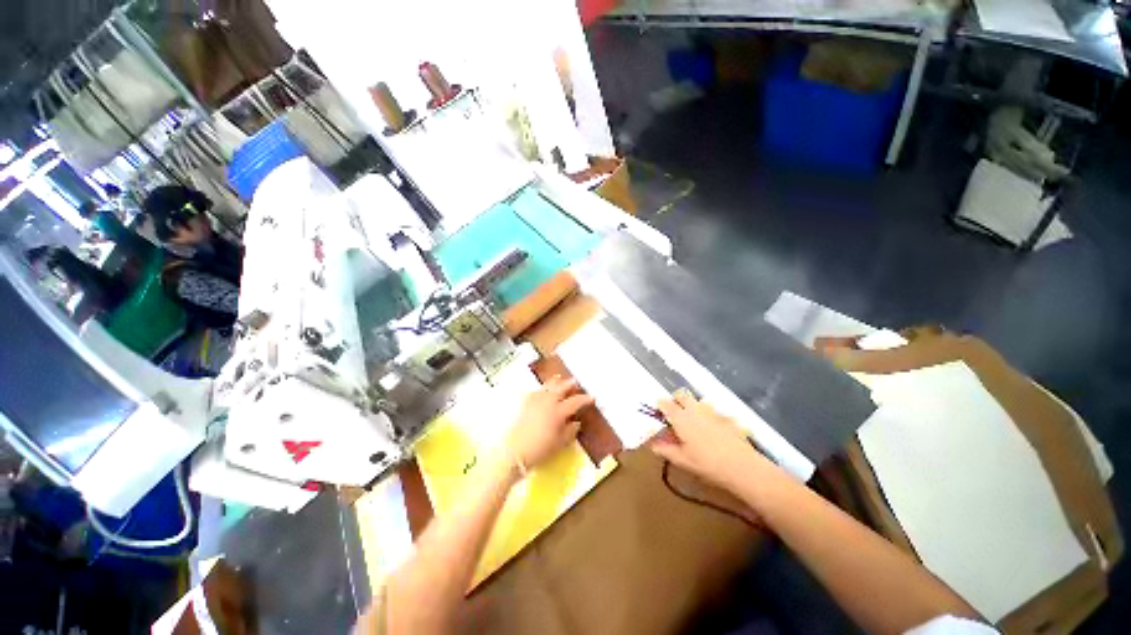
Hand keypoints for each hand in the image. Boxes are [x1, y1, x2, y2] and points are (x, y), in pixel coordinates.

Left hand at [506, 377, 593, 472]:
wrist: (515, 452)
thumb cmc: (540, 449)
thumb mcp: (560, 443)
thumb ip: (570, 431)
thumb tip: (576, 422)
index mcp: (558, 412)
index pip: (575, 401)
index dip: (584, 399)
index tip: (591, 397)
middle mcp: (548, 402)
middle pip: (561, 388)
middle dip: (569, 384)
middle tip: (576, 383)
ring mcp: (536, 401)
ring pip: (547, 386)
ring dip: (556, 382)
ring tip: (560, 378)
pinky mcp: (526, 404)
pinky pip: (536, 391)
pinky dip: (542, 388)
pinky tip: (543, 389)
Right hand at [650, 390, 773, 491]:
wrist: (742, 467)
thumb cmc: (707, 464)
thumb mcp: (682, 460)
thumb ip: (665, 449)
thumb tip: (652, 444)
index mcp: (680, 418)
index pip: (665, 403)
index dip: (659, 405)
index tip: (658, 412)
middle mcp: (695, 409)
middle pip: (682, 395)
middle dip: (676, 400)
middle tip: (675, 415)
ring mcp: (712, 412)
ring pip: (698, 402)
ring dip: (693, 407)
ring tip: (694, 423)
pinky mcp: (727, 418)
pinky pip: (714, 413)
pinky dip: (710, 418)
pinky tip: (715, 432)